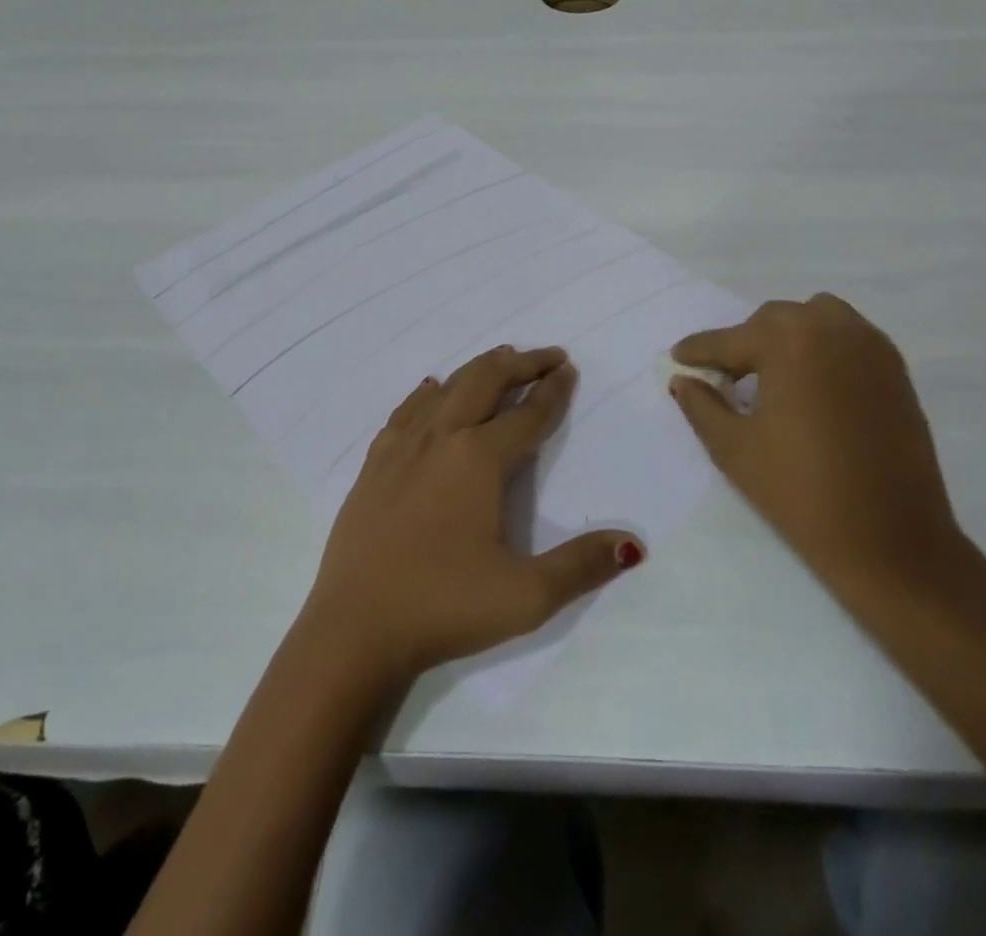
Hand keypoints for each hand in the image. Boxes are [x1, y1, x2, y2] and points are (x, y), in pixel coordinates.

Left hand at [302, 345, 642, 683]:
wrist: (353, 630)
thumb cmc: (443, 607)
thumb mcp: (526, 596)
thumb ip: (582, 565)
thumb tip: (632, 544)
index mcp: (479, 458)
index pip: (528, 414)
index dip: (553, 391)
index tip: (568, 370)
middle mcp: (441, 438)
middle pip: (485, 382)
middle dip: (520, 363)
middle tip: (547, 356)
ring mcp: (402, 447)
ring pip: (446, 388)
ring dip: (478, 369)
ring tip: (501, 360)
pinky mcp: (374, 465)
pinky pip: (406, 411)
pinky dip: (428, 393)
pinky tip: (432, 389)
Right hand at [671, 295, 967, 602]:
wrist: (890, 540)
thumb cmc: (800, 491)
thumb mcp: (733, 448)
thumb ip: (701, 405)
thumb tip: (683, 380)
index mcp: (789, 341)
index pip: (730, 340)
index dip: (699, 351)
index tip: (677, 356)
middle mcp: (831, 328)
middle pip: (773, 320)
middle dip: (744, 343)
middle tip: (726, 376)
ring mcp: (871, 347)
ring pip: (816, 318)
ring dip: (788, 336)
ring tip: (773, 374)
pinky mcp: (896, 371)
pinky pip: (849, 337)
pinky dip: (824, 347)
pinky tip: (812, 384)